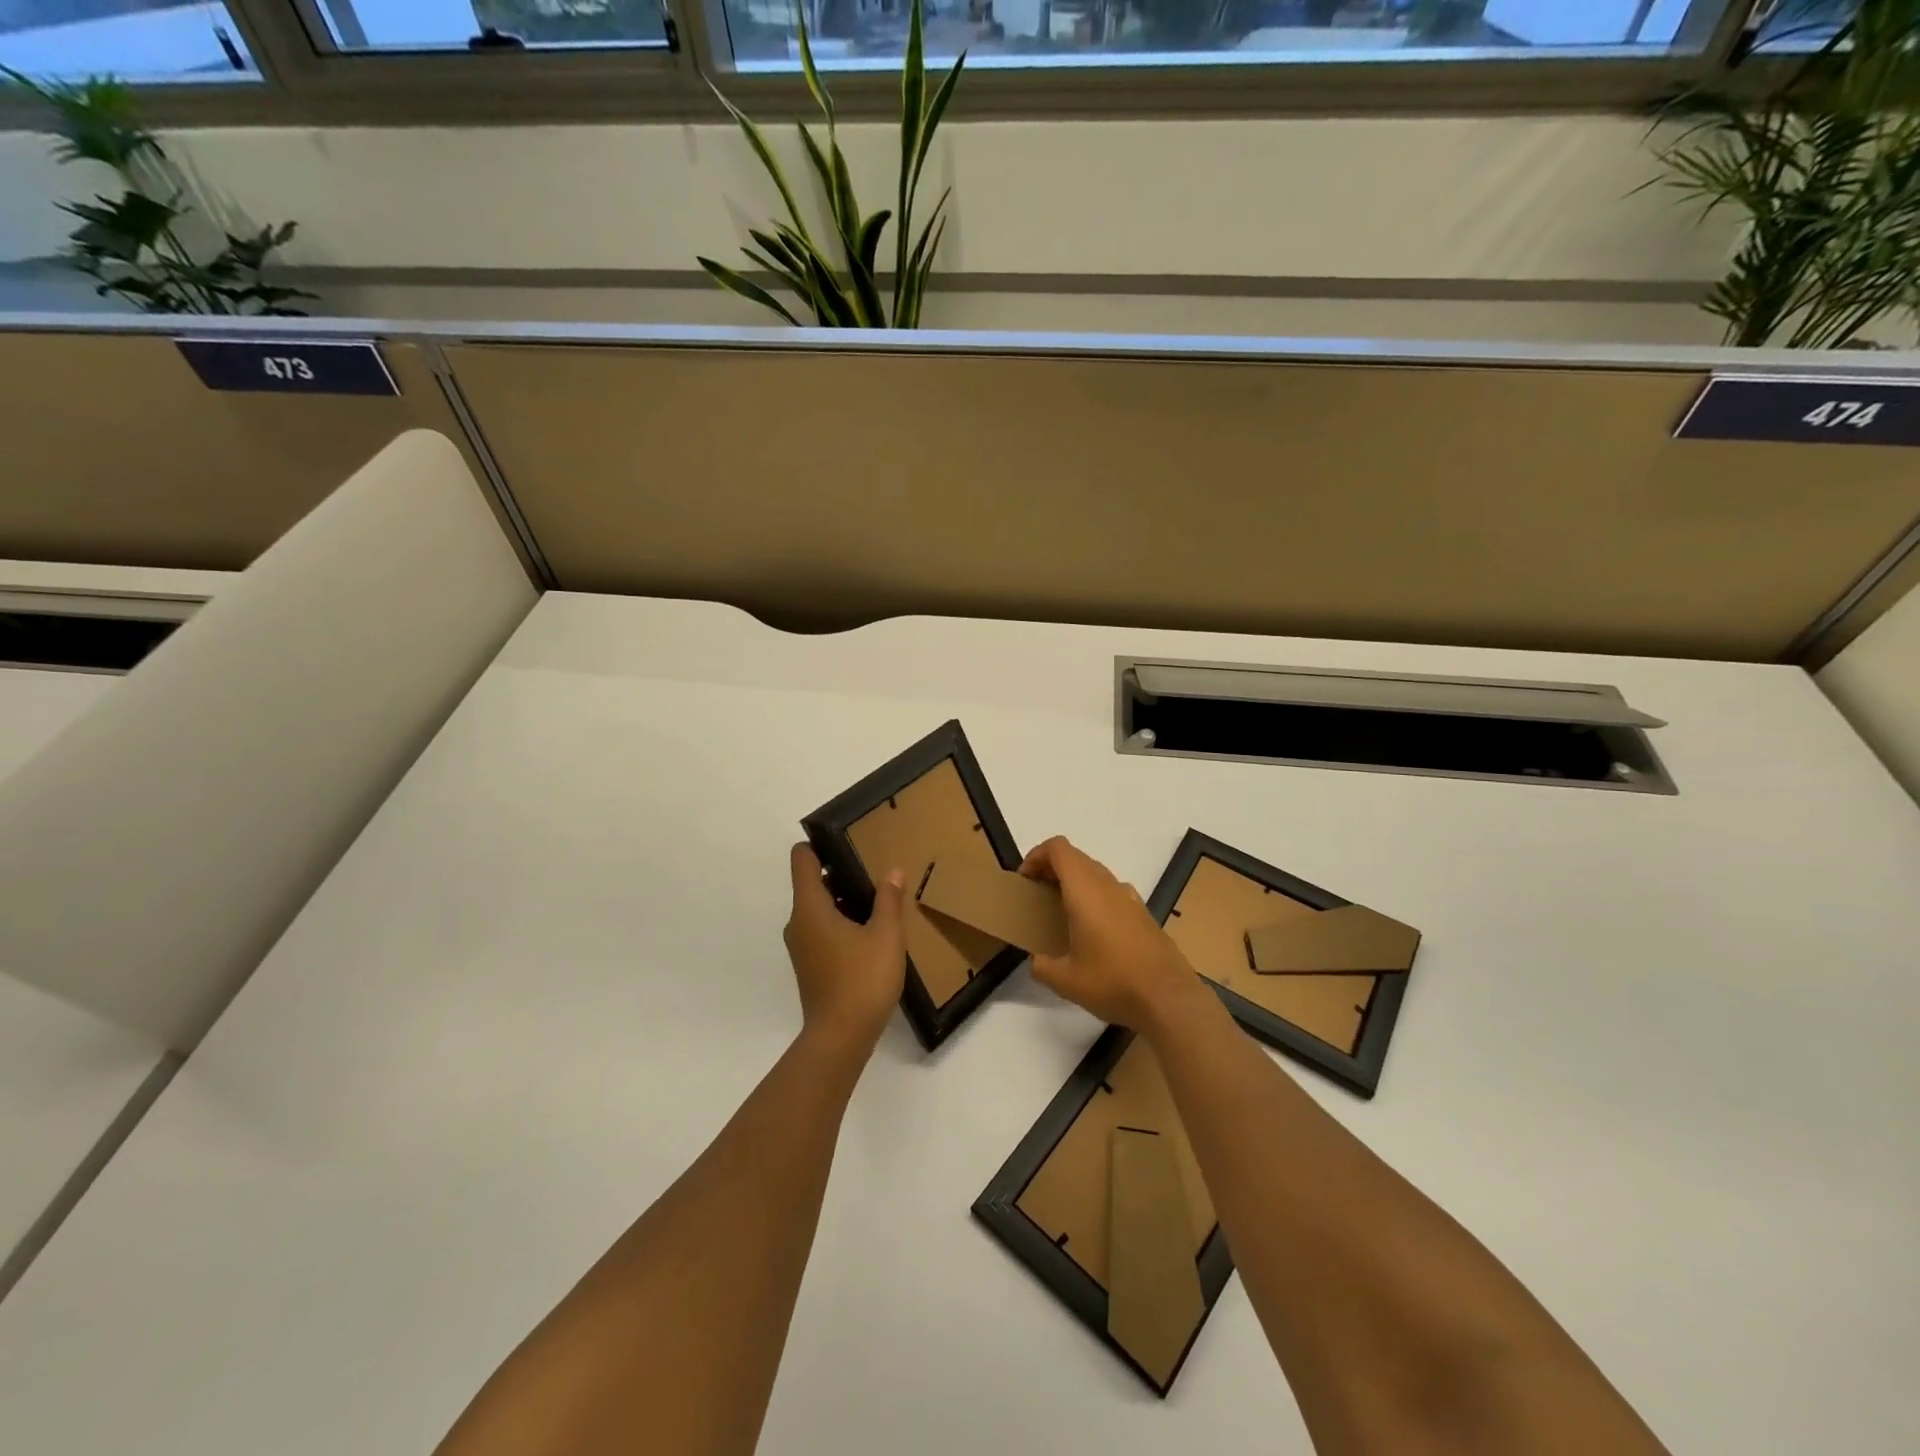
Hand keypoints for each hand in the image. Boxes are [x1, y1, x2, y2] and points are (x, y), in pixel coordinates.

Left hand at [783, 843, 906, 1055]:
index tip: (846, 839)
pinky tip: (870, 931)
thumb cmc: (862, 980)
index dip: (818, 844)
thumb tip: (893, 870)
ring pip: (818, 908)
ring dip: (843, 900)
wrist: (840, 1038)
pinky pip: (822, 930)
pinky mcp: (810, 965)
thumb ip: (889, 899)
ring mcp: (802, 946)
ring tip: (877, 898)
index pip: (801, 860)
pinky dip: (841, 922)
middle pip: (811, 883)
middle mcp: (798, 923)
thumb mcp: (886, 935)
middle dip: (840, 872)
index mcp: (810, 908)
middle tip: (873, 868)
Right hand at [1019, 836, 1200, 1031]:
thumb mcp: (1065, 981)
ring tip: (1062, 913)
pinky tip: (1094, 932)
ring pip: (1096, 874)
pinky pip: (1113, 892)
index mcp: (1085, 890)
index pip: (1058, 849)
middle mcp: (1108, 885)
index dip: (1036, 855)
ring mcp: (1130, 898)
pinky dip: (1096, 898)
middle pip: (1076, 858)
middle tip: (1038, 896)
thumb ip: (1042, 966)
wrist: (1169, 998)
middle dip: (1052, 869)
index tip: (1025, 880)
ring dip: (1075, 883)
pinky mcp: (1144, 914)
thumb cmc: (1113, 982)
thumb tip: (1037, 961)